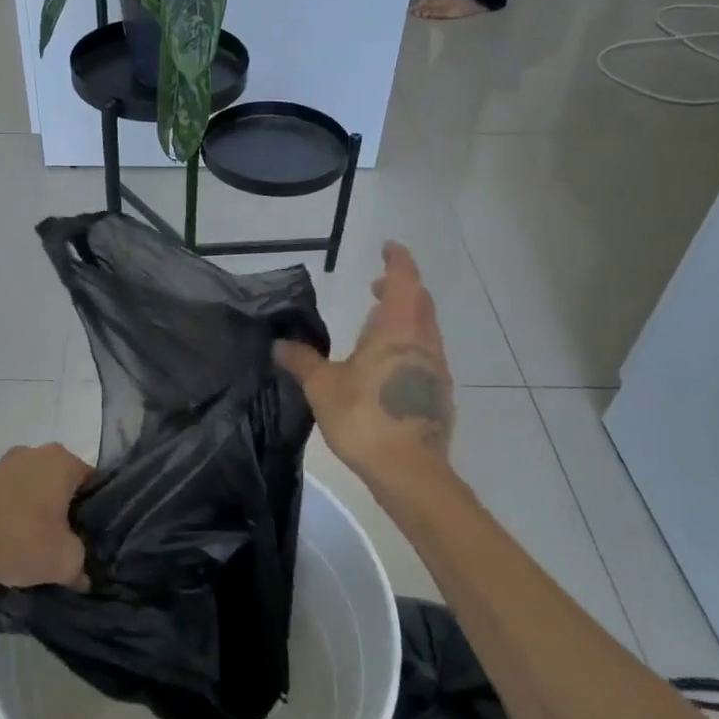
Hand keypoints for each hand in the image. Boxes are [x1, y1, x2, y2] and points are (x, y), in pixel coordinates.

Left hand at [0, 444, 91, 589]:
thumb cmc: (20, 539)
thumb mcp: (64, 561)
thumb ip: (81, 565)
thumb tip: (82, 574)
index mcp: (62, 461)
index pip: (92, 482)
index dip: (95, 511)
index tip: (91, 537)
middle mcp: (36, 452)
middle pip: (61, 484)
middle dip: (64, 510)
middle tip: (65, 543)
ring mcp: (5, 463)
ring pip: (33, 489)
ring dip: (36, 513)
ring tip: (34, 547)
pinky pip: (8, 497)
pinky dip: (12, 515)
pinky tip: (8, 542)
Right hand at [275, 242, 457, 489]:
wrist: (409, 470)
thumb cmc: (364, 416)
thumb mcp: (322, 386)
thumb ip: (301, 361)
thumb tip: (278, 344)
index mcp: (397, 329)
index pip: (404, 280)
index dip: (397, 260)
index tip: (388, 248)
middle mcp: (423, 342)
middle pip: (419, 302)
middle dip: (400, 289)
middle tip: (375, 287)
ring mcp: (436, 369)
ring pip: (425, 330)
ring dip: (405, 319)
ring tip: (376, 328)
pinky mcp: (439, 395)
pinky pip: (426, 357)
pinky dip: (409, 347)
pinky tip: (388, 368)